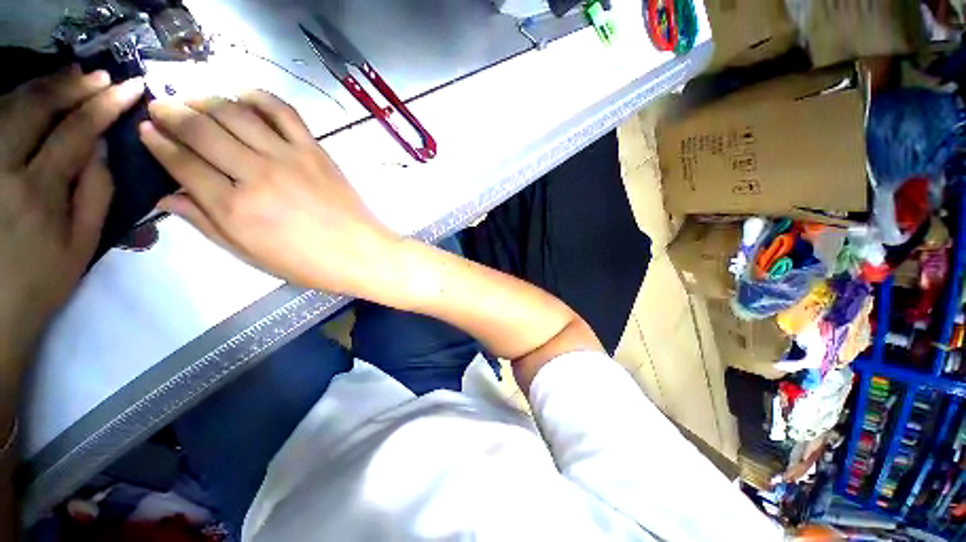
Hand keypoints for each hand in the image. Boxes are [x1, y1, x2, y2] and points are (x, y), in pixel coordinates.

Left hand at [0, 67, 144, 364]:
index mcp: (39, 192)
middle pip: (37, 107)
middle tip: (100, 76)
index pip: (76, 131)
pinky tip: (35, 96)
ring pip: (10, 105)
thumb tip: (103, 147)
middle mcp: (4, 169)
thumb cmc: (43, 280)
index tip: (129, 87)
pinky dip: (17, 100)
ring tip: (72, 78)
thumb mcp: (83, 244)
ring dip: (45, 87)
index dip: (104, 104)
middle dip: (73, 86)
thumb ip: (97, 192)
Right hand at [139, 92, 399, 294]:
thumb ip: (207, 223)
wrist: (362, 253)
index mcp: (235, 208)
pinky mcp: (316, 151)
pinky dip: (259, 97)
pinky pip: (283, 112)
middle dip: (172, 111)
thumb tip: (167, 196)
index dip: (158, 143)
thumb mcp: (251, 254)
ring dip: (206, 98)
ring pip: (236, 113)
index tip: (146, 130)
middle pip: (202, 129)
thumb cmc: (309, 263)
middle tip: (160, 105)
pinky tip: (242, 95)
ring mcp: (289, 157)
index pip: (182, 163)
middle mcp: (256, 174)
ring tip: (192, 98)